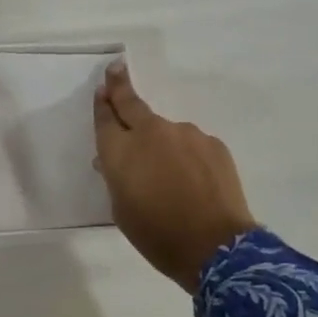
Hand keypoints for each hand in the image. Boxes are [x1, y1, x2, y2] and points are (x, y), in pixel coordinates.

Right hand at [94, 64, 256, 291]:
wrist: (215, 247)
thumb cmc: (157, 235)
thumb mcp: (122, 211)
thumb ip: (116, 179)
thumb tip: (114, 162)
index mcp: (120, 151)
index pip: (105, 118)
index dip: (102, 104)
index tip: (102, 89)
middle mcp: (151, 133)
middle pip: (131, 103)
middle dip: (120, 85)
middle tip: (116, 69)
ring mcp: (186, 134)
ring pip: (167, 132)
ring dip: (163, 144)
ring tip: (171, 176)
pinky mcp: (213, 144)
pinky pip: (193, 146)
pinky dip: (188, 157)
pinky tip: (194, 182)